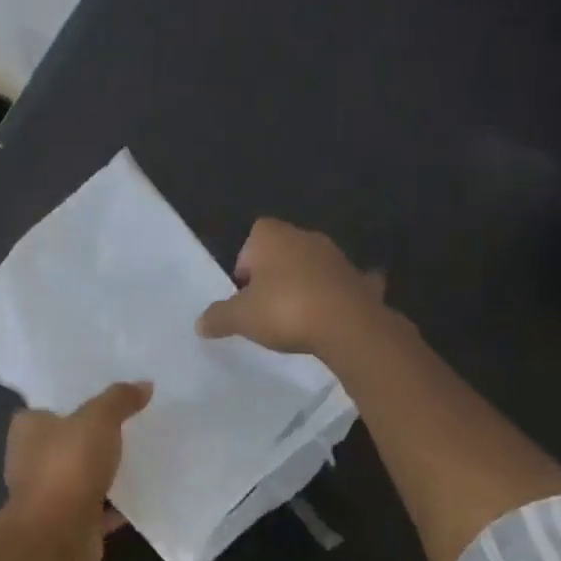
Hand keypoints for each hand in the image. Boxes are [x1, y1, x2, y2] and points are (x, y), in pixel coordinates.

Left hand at [2, 380, 153, 560]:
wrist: (58, 535)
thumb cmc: (68, 467)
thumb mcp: (98, 420)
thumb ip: (119, 400)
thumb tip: (144, 385)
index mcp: (27, 430)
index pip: (46, 408)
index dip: (71, 402)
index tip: (102, 398)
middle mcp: (32, 461)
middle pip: (67, 442)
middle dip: (93, 437)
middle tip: (130, 422)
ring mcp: (50, 494)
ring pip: (82, 475)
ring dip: (105, 470)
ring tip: (142, 454)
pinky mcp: (69, 523)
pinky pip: (98, 506)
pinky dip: (117, 502)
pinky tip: (145, 492)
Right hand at [196, 218, 385, 355]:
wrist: (347, 325)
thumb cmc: (285, 310)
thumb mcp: (241, 318)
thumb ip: (218, 317)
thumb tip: (200, 323)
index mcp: (274, 237)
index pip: (254, 235)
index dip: (246, 261)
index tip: (243, 290)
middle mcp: (307, 238)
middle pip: (284, 250)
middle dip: (274, 274)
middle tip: (264, 306)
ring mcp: (337, 258)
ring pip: (313, 266)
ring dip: (304, 284)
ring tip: (294, 317)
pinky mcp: (359, 281)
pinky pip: (342, 286)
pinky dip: (337, 297)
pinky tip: (333, 317)